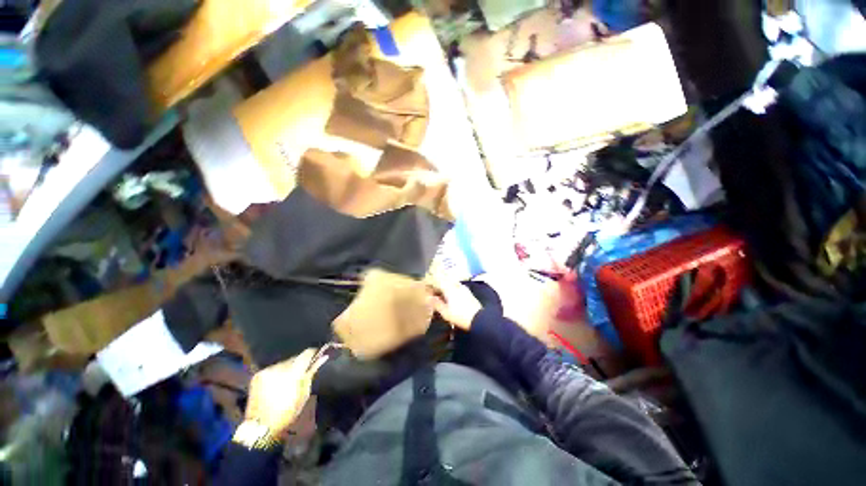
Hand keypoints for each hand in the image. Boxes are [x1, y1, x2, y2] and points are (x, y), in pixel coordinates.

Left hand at [243, 348, 327, 438]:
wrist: (260, 426)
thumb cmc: (287, 412)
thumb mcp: (304, 394)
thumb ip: (311, 373)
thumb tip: (322, 357)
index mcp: (293, 373)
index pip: (306, 353)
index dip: (313, 353)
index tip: (318, 354)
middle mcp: (279, 368)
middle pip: (295, 358)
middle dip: (300, 363)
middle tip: (303, 372)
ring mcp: (267, 370)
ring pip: (284, 363)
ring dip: (289, 368)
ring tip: (289, 380)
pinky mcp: (258, 374)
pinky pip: (273, 368)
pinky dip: (277, 373)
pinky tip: (277, 383)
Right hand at [431, 280, 481, 330]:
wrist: (478, 319)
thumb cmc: (460, 316)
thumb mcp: (445, 312)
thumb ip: (436, 303)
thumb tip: (428, 298)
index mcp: (449, 288)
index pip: (438, 281)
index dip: (432, 284)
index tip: (427, 289)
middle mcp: (456, 285)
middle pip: (445, 282)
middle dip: (439, 287)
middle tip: (433, 294)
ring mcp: (464, 289)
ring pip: (452, 285)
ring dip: (446, 289)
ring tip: (441, 297)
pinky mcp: (469, 293)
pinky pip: (457, 289)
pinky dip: (452, 292)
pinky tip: (451, 299)